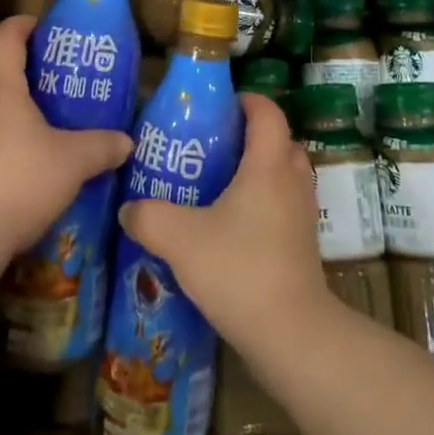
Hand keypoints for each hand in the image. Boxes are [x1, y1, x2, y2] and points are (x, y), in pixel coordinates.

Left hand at [0, 15, 132, 258]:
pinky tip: (22, 177)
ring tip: (43, 136)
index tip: (41, 27)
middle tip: (57, 92)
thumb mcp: (73, 162)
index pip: (4, 38)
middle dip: (25, 80)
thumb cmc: (19, 180)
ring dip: (12, 119)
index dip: (22, 26)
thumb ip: (101, 147)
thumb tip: (127, 142)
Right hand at [118, 92, 334, 352]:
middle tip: (215, 147)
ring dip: (261, 171)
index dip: (247, 100)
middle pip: (280, 141)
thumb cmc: (239, 269)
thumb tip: (128, 209)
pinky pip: (286, 205)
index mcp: (268, 164)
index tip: (219, 106)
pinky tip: (235, 227)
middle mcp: (292, 180)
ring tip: (222, 186)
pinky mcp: (305, 244)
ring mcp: (304, 213)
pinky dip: (266, 203)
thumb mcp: (180, 239)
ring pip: (285, 175)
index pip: (267, 112)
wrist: (291, 334)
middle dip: (251, 137)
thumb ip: (149, 217)